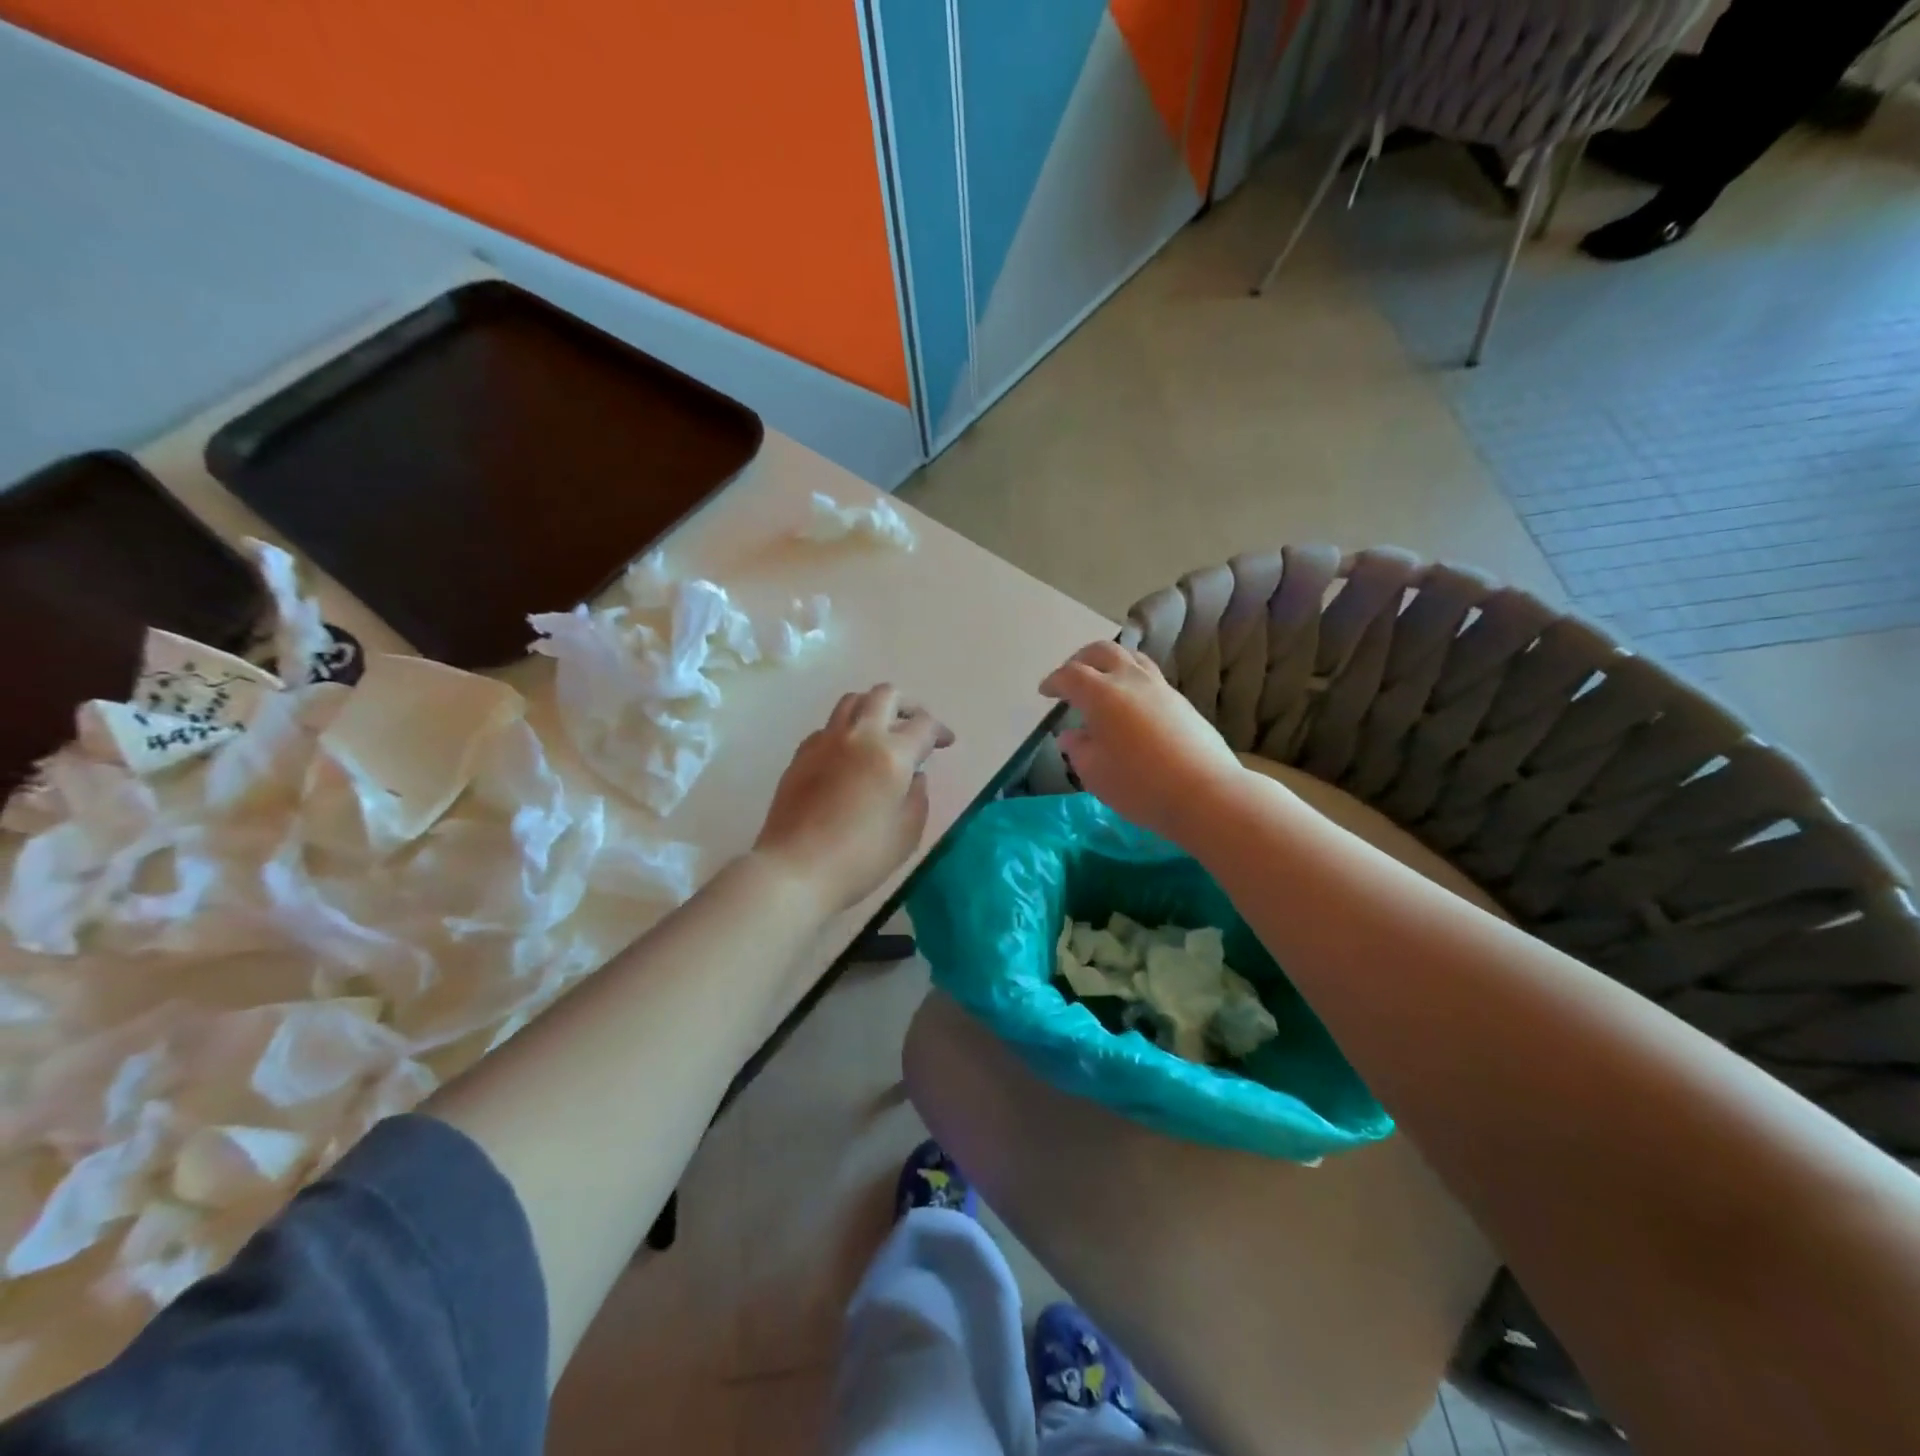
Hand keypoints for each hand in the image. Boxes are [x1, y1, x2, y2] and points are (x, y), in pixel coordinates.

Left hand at [754, 685, 954, 913]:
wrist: (795, 869)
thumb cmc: (860, 858)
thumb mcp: (908, 833)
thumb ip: (918, 796)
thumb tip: (914, 775)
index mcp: (892, 754)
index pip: (923, 725)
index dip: (940, 731)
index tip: (945, 743)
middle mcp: (859, 736)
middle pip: (885, 695)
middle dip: (907, 705)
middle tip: (915, 727)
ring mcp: (825, 741)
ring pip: (852, 701)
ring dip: (873, 708)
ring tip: (881, 732)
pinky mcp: (801, 754)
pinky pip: (828, 727)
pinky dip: (845, 731)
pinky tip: (848, 756)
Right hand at [1039, 641, 1246, 844]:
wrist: (1205, 793)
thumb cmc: (1139, 785)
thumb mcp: (1095, 773)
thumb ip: (1078, 749)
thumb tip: (1071, 735)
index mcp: (1102, 694)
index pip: (1071, 675)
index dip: (1055, 681)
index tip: (1046, 692)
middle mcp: (1130, 680)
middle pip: (1102, 651)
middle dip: (1081, 660)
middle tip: (1070, 678)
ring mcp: (1160, 688)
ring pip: (1131, 658)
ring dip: (1111, 663)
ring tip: (1103, 682)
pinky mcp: (1181, 701)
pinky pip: (1150, 676)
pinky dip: (1131, 679)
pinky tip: (1130, 704)